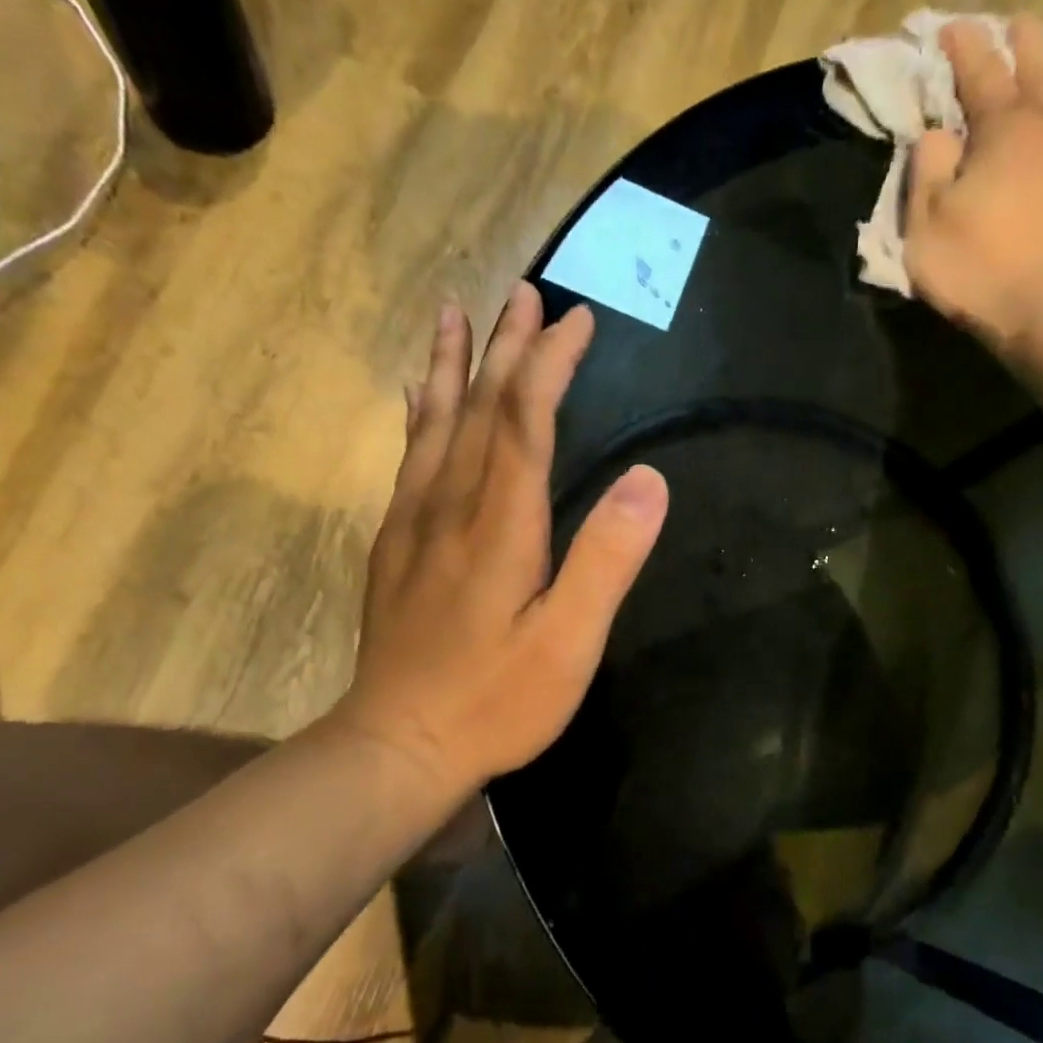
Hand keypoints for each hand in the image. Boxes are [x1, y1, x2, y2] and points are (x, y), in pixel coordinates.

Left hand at [330, 283, 668, 800]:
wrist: (397, 747)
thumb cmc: (494, 702)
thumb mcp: (568, 643)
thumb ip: (606, 559)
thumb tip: (648, 479)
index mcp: (500, 525)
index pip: (525, 421)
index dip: (550, 365)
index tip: (576, 319)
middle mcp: (450, 508)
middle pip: (478, 410)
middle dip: (506, 349)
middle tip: (524, 295)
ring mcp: (414, 527)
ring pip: (434, 426)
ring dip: (452, 366)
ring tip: (455, 314)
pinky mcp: (394, 550)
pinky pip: (408, 462)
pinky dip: (419, 418)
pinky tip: (419, 400)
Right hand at [905, 13, 1042, 349]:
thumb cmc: (979, 269)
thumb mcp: (926, 226)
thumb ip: (928, 173)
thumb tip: (938, 134)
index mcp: (1003, 131)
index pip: (979, 75)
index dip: (965, 49)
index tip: (954, 29)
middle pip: (1042, 72)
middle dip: (1027, 46)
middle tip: (1021, 25)